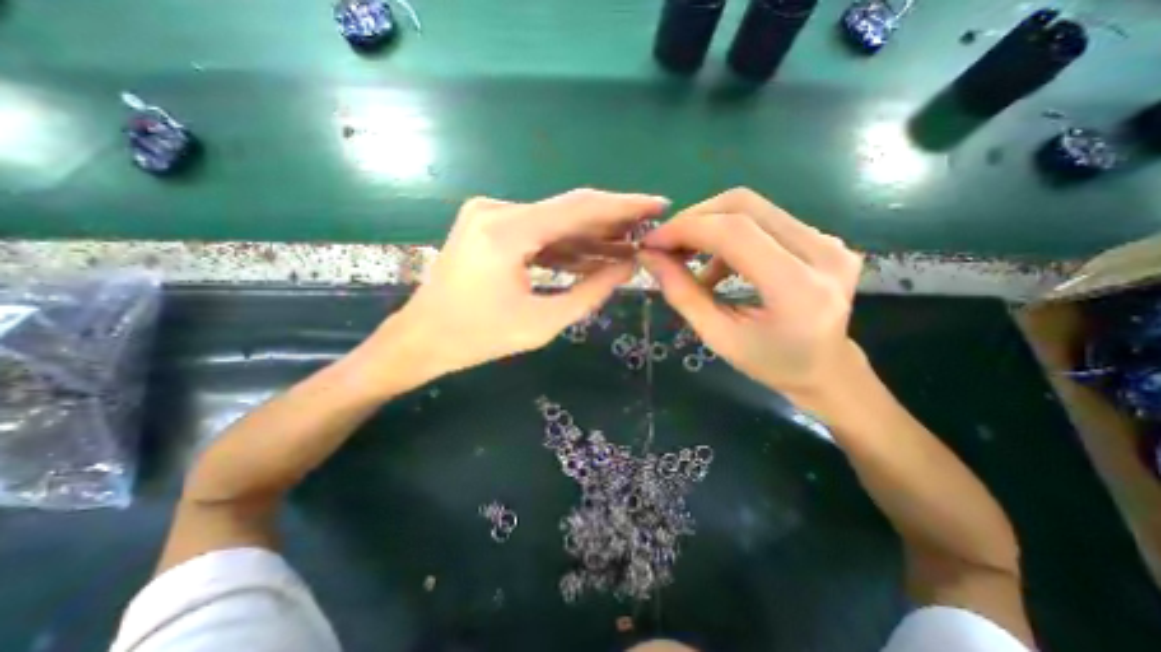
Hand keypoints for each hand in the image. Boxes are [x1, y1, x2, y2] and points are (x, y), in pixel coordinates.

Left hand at [376, 188, 667, 382]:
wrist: (422, 338)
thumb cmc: (478, 338)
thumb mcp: (542, 323)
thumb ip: (590, 293)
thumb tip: (628, 267)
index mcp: (507, 232)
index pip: (579, 208)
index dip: (623, 205)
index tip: (658, 204)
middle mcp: (497, 210)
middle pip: (569, 210)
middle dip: (612, 221)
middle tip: (649, 227)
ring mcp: (490, 215)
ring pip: (555, 222)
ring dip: (591, 236)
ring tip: (629, 246)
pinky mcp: (489, 226)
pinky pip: (538, 232)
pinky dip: (566, 245)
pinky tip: (595, 254)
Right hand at [639, 186, 865, 406]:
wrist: (825, 369)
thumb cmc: (769, 363)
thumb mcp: (718, 336)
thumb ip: (682, 294)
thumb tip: (649, 257)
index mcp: (797, 288)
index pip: (734, 233)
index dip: (686, 229)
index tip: (652, 242)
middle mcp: (822, 253)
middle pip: (744, 206)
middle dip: (694, 220)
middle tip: (666, 244)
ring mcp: (828, 240)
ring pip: (752, 208)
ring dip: (709, 225)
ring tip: (687, 256)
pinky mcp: (823, 238)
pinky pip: (764, 220)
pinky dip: (728, 235)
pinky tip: (717, 264)